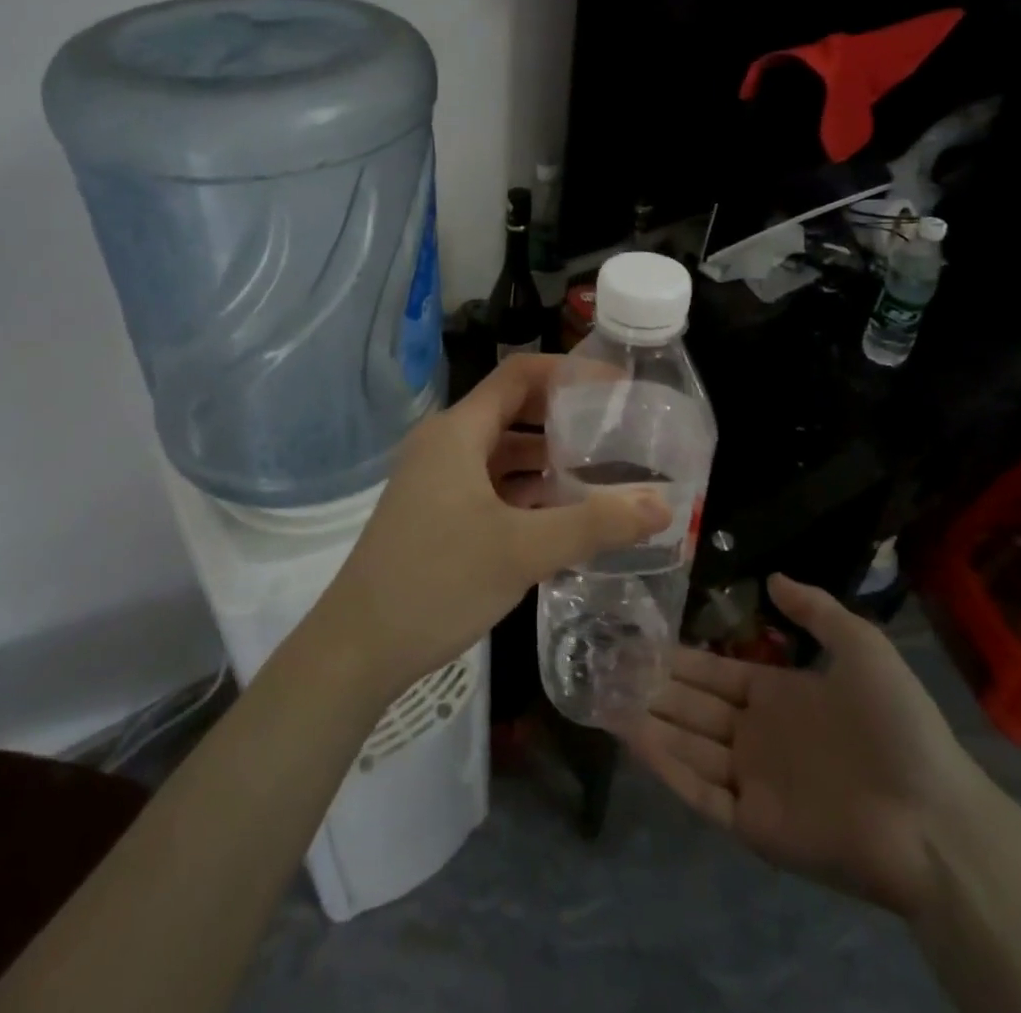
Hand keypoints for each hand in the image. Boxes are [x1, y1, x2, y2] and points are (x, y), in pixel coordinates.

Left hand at [311, 354, 668, 700]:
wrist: (357, 648)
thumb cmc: (437, 582)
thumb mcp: (523, 550)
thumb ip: (595, 524)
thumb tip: (663, 503)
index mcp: (457, 431)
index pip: (519, 376)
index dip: (569, 372)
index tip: (618, 387)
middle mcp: (444, 444)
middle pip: (512, 411)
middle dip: (564, 418)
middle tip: (618, 431)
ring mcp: (436, 479)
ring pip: (501, 452)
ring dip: (547, 459)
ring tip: (601, 473)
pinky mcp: (435, 512)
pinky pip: (489, 484)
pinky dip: (525, 490)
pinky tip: (561, 515)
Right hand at [623, 575, 988, 920]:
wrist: (933, 819)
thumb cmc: (897, 726)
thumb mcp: (861, 647)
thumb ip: (816, 610)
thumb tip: (772, 576)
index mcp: (778, 695)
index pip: (714, 672)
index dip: (677, 657)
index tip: (637, 638)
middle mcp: (756, 735)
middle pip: (692, 706)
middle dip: (651, 685)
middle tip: (604, 663)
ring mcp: (752, 780)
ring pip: (687, 745)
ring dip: (647, 722)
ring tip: (602, 696)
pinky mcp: (752, 823)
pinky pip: (700, 791)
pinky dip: (665, 766)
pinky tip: (633, 737)